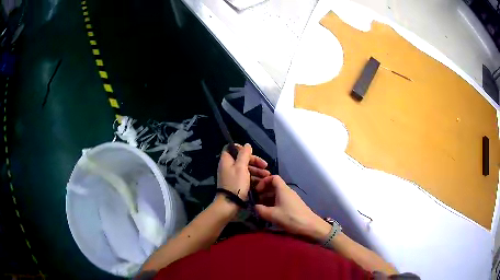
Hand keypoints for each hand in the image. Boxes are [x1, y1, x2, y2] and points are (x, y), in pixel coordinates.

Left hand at [217, 143, 270, 199]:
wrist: (230, 204)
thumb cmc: (235, 184)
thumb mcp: (241, 167)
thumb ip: (244, 154)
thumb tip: (247, 145)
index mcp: (227, 161)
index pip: (231, 148)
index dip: (241, 148)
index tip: (251, 152)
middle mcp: (229, 167)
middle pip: (242, 159)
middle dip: (255, 162)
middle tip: (265, 166)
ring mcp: (233, 176)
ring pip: (246, 169)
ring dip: (257, 171)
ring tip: (267, 176)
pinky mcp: (237, 184)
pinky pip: (246, 178)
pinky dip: (254, 178)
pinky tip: (263, 182)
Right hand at [254, 175, 329, 240]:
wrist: (310, 226)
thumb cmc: (291, 218)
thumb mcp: (272, 215)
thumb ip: (261, 210)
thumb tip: (255, 206)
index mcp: (283, 190)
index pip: (273, 178)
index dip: (264, 182)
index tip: (257, 191)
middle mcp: (288, 192)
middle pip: (274, 186)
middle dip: (264, 192)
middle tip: (256, 201)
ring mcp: (292, 199)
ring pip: (278, 194)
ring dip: (268, 199)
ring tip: (261, 208)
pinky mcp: (294, 206)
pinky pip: (282, 201)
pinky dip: (274, 204)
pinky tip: (270, 213)